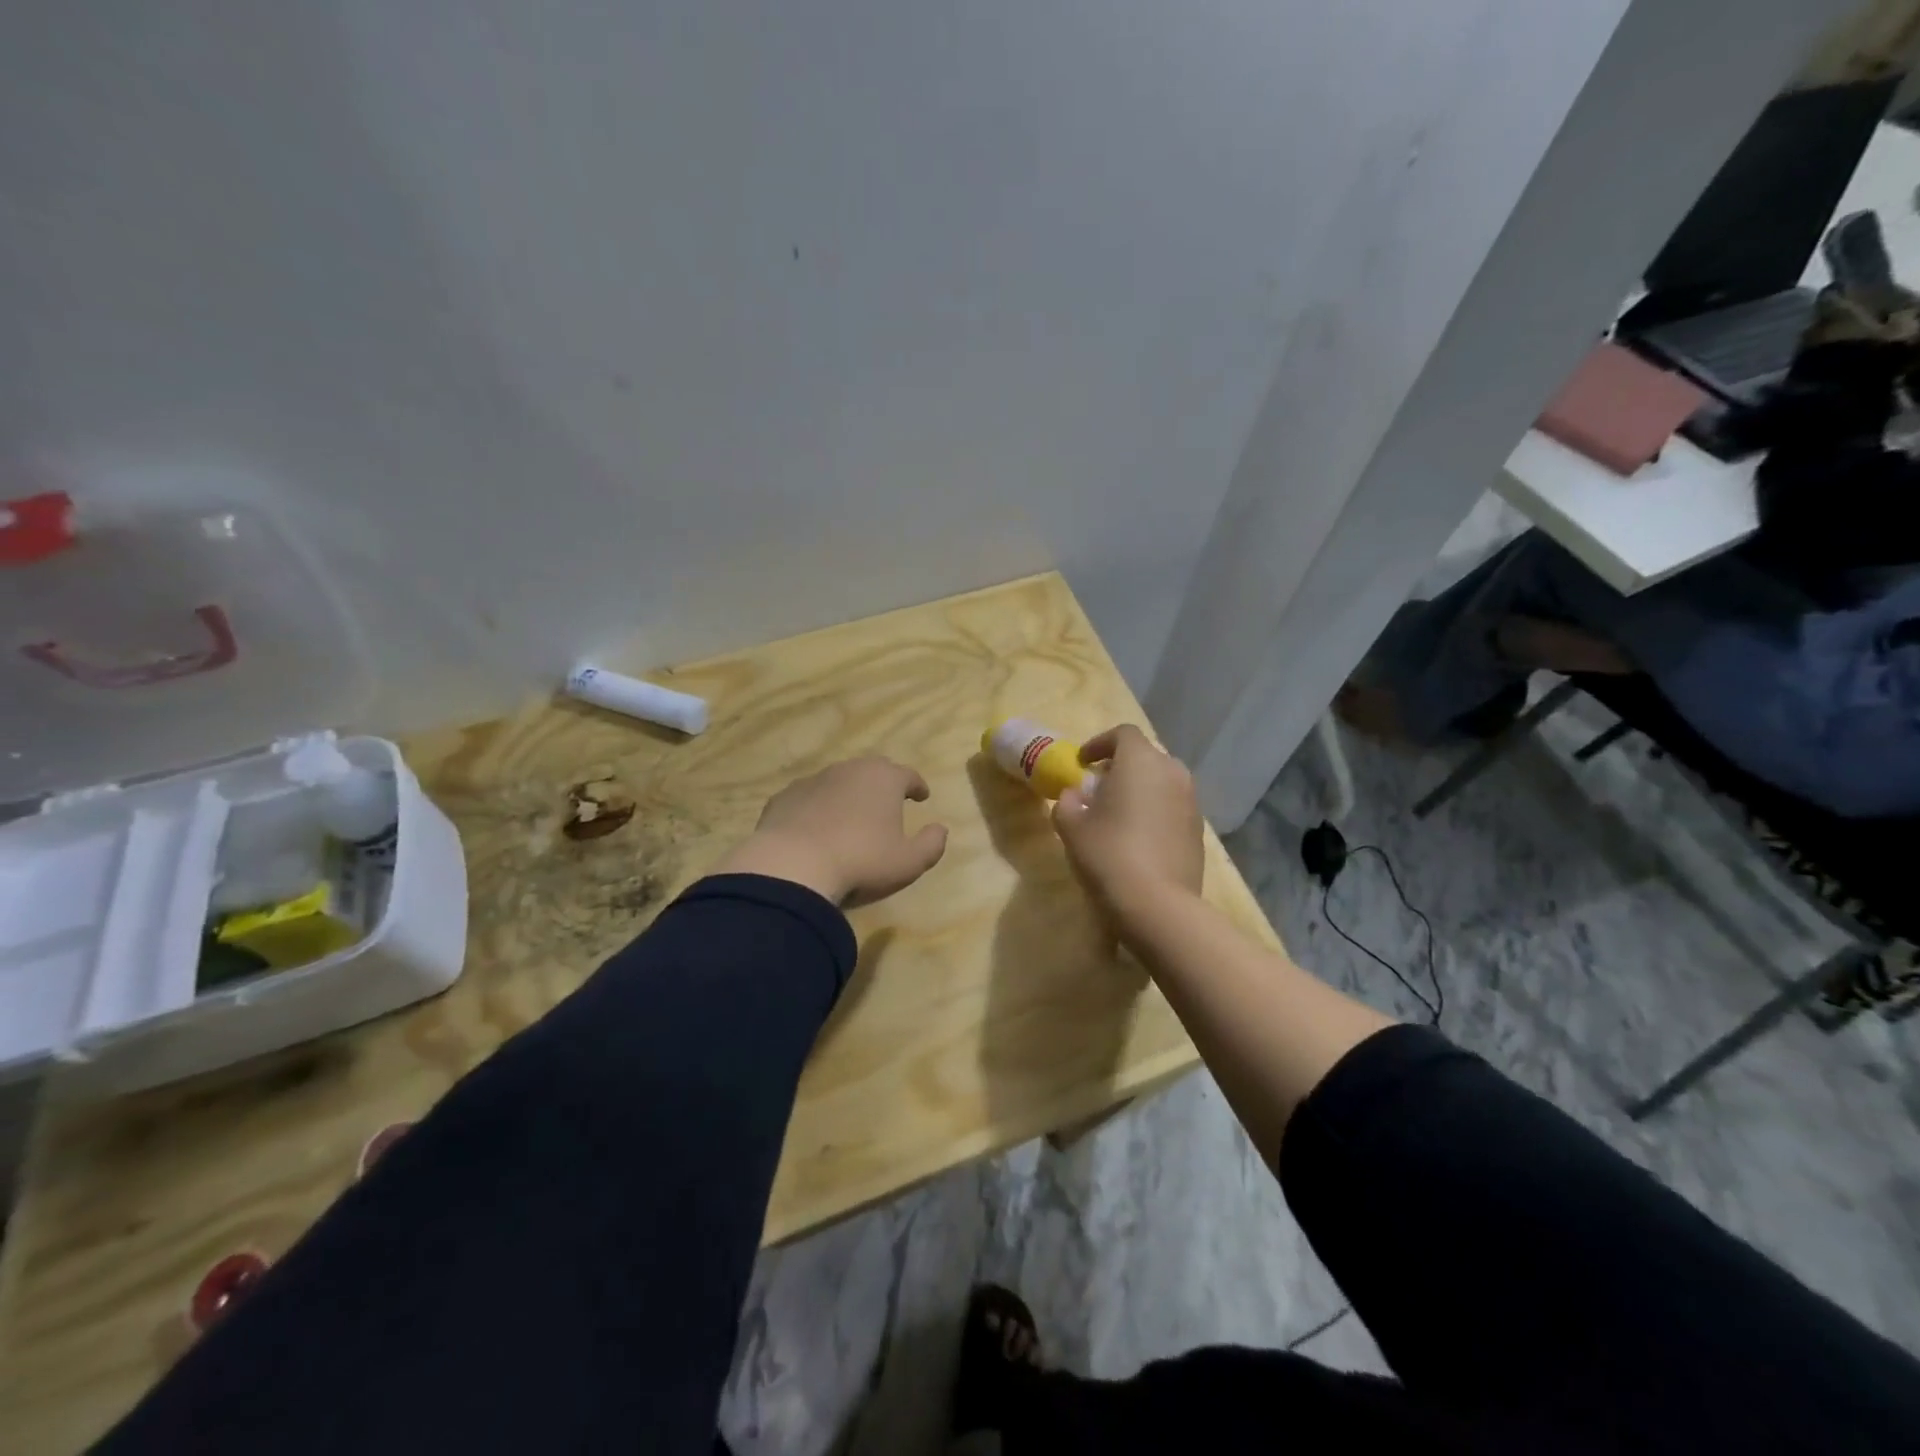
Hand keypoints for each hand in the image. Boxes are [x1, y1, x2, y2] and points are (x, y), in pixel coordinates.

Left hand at [714, 756, 948, 906]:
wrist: (791, 867)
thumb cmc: (861, 862)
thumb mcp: (908, 862)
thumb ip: (931, 844)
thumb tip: (940, 829)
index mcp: (883, 779)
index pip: (908, 774)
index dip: (917, 785)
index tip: (922, 796)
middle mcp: (849, 770)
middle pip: (872, 770)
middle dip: (883, 783)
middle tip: (888, 801)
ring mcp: (812, 781)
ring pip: (837, 781)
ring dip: (848, 794)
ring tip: (851, 817)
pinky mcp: (783, 798)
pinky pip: (808, 798)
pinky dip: (817, 808)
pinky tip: (815, 828)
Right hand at [1051, 725, 1203, 916]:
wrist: (1157, 904)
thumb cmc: (1108, 854)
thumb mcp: (1071, 827)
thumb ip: (1068, 802)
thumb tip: (1075, 796)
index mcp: (1141, 761)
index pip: (1123, 734)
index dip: (1100, 743)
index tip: (1083, 763)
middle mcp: (1172, 773)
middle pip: (1146, 756)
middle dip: (1122, 766)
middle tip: (1099, 787)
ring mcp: (1191, 802)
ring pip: (1163, 782)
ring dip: (1141, 789)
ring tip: (1119, 813)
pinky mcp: (1199, 830)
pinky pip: (1173, 807)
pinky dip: (1156, 811)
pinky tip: (1139, 837)